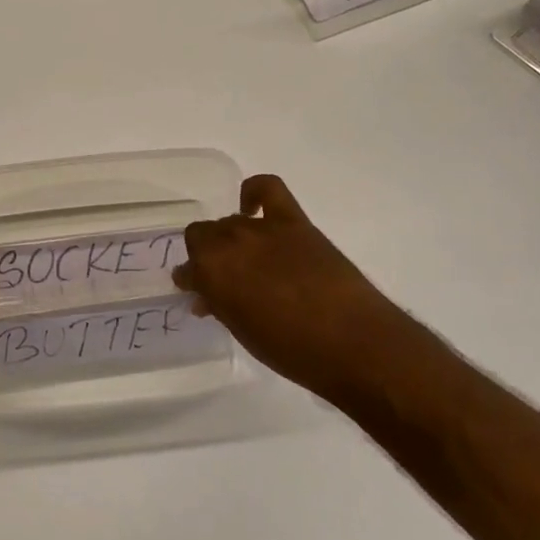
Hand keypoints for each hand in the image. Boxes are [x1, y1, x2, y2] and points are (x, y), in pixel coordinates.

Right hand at [174, 175, 399, 401]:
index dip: (192, 281)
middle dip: (207, 256)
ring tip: (246, 260)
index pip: (187, 269)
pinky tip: (252, 206)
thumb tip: (208, 298)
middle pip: (204, 236)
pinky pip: (267, 189)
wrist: (352, 342)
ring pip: (231, 221)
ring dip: (231, 238)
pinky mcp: (292, 221)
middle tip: (223, 278)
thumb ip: (222, 307)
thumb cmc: (292, 350)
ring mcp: (261, 228)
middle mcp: (228, 242)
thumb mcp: (244, 333)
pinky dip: (254, 192)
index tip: (199, 293)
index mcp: (210, 273)